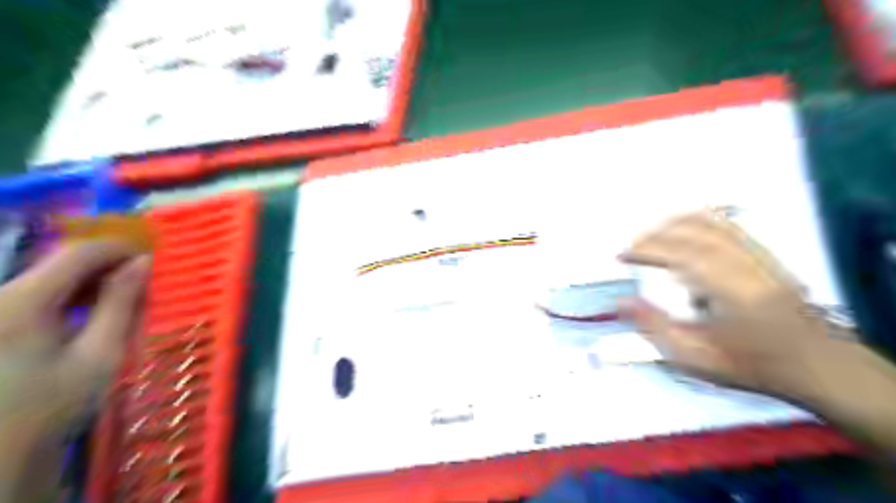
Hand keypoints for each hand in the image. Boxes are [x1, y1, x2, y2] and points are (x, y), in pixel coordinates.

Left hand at [0, 241, 149, 499]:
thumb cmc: (54, 404)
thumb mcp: (100, 354)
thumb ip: (121, 303)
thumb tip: (143, 263)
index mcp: (20, 304)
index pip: (78, 254)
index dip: (120, 248)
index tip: (151, 258)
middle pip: (58, 261)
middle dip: (106, 265)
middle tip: (141, 280)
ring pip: (46, 274)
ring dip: (88, 279)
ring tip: (120, 296)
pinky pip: (32, 291)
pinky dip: (67, 292)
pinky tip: (86, 309)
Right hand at [621, 211, 837, 396]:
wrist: (816, 364)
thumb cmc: (750, 364)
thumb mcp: (694, 356)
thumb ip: (654, 327)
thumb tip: (620, 301)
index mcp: (726, 289)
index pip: (678, 255)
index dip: (645, 251)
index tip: (622, 256)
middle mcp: (743, 265)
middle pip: (692, 233)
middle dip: (655, 235)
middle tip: (632, 246)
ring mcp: (757, 256)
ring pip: (711, 224)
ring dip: (675, 225)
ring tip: (652, 234)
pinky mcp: (765, 255)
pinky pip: (729, 226)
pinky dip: (701, 221)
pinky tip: (688, 227)